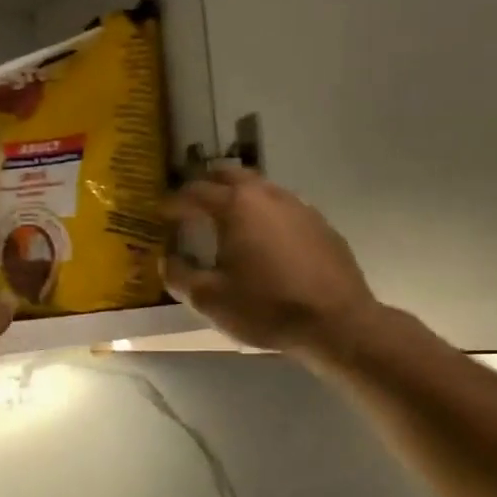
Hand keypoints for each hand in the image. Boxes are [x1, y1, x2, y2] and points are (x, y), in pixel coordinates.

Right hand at [164, 167, 378, 357]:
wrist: (336, 322)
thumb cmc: (266, 308)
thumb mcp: (210, 300)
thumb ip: (180, 276)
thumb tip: (166, 261)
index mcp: (235, 207)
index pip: (194, 192)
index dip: (172, 202)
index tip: (159, 214)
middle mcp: (266, 195)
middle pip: (229, 175)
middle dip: (206, 185)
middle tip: (191, 204)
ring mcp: (298, 206)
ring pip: (259, 187)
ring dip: (237, 196)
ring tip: (226, 219)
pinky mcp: (320, 224)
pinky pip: (283, 207)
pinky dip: (264, 213)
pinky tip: (264, 239)